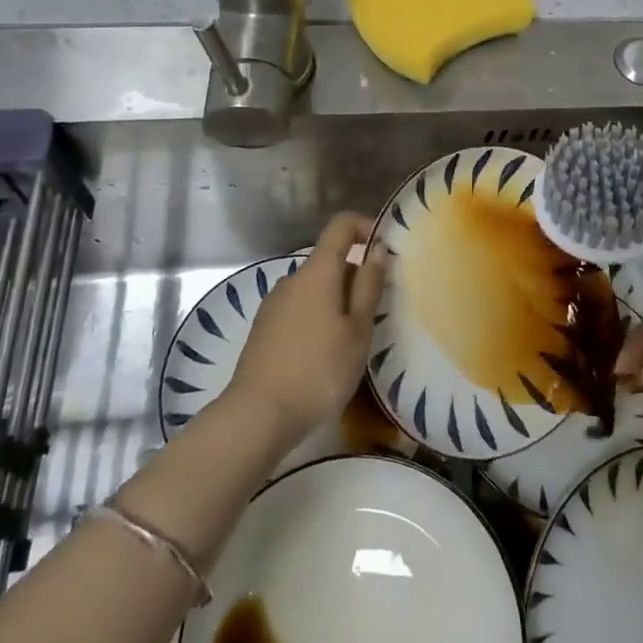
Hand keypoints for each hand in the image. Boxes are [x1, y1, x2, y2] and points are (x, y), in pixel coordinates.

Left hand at [224, 213, 387, 452]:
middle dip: (356, 276)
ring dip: (337, 301)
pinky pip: (299, 308)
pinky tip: (323, 354)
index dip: (365, 227)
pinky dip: (318, 317)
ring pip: (315, 288)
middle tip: (375, 314)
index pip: (341, 225)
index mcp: (317, 272)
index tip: (386, 250)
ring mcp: (273, 304)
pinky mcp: (263, 328)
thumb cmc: (319, 371)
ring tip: (351, 340)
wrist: (257, 416)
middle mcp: (292, 279)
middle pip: (329, 260)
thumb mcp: (357, 330)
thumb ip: (369, 285)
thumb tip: (378, 247)